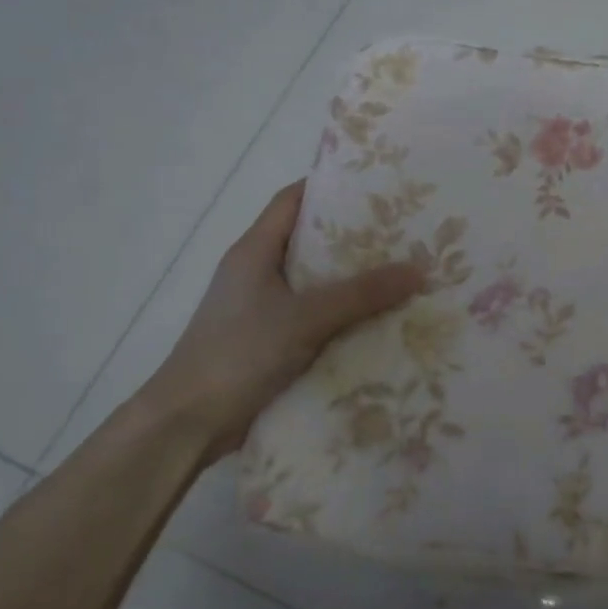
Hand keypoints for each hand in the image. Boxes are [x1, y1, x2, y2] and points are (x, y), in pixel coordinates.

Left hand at [142, 181, 423, 465]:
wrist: (188, 422)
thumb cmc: (239, 354)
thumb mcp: (305, 318)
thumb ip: (361, 294)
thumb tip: (420, 269)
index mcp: (254, 250)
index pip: (292, 200)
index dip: (330, 187)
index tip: (377, 186)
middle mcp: (256, 272)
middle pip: (309, 239)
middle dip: (353, 236)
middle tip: (403, 232)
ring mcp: (261, 307)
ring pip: (314, 281)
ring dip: (351, 279)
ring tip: (401, 272)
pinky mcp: (268, 339)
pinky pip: (314, 315)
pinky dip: (342, 313)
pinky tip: (377, 320)